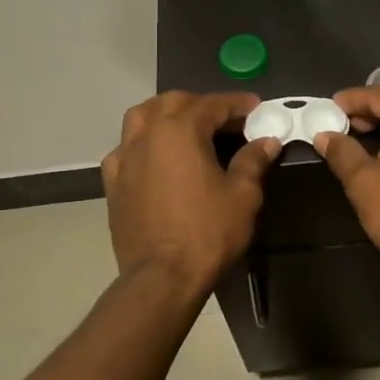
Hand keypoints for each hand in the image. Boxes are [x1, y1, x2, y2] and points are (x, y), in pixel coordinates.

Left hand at [102, 92, 280, 293]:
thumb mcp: (242, 195)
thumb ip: (253, 160)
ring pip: (141, 117)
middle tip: (226, 119)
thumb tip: (266, 141)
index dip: (237, 103)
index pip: (212, 104)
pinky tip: (155, 158)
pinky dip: (142, 143)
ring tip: (187, 127)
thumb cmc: (207, 233)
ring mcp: (124, 157)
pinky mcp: (113, 182)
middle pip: (173, 102)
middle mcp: (147, 134)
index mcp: (180, 130)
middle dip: (201, 104)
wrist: (162, 277)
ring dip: (166, 114)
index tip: (256, 107)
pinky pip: (125, 149)